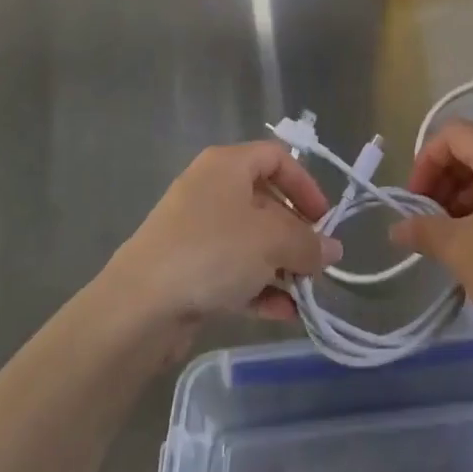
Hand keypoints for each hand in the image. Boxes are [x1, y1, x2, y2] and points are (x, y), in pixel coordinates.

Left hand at [106, 142, 341, 333]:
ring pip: (251, 241)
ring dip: (282, 266)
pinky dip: (259, 287)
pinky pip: (233, 270)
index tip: (324, 220)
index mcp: (227, 165)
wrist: (139, 306)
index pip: (276, 158)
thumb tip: (333, 249)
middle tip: (318, 263)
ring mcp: (196, 231)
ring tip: (305, 294)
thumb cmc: (212, 252)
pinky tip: (283, 313)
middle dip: (296, 234)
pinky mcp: (188, 269)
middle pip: (266, 202)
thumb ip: (308, 243)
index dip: (305, 184)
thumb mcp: (271, 242)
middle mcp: (211, 190)